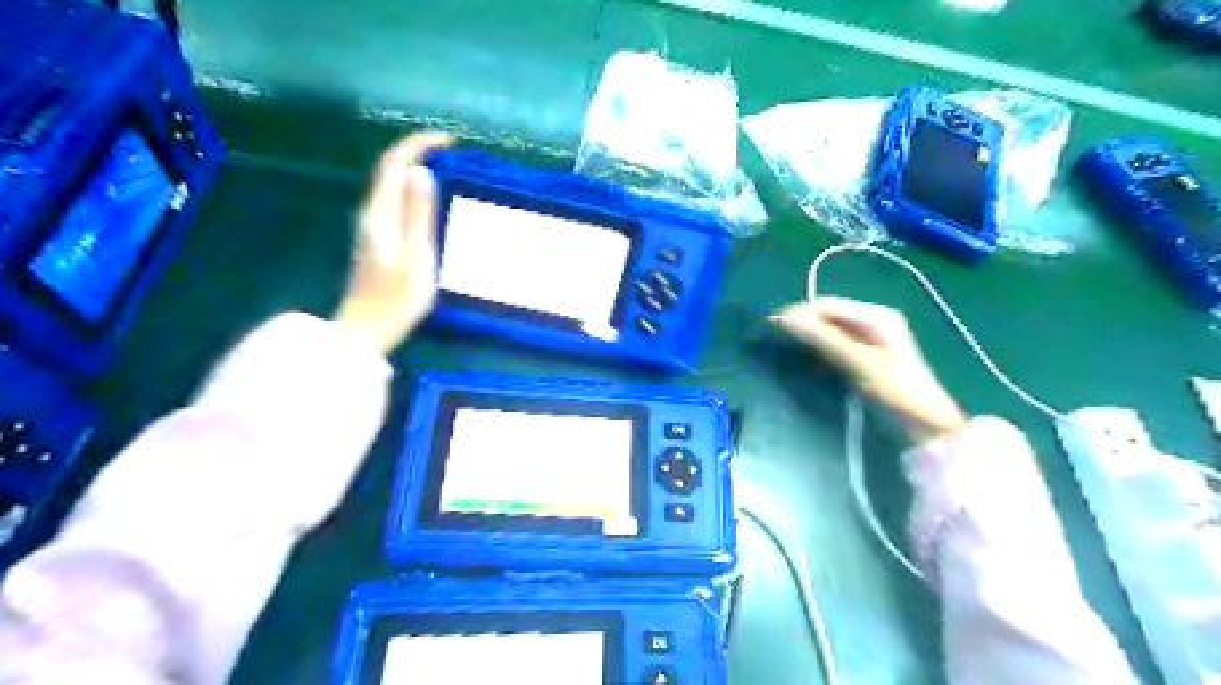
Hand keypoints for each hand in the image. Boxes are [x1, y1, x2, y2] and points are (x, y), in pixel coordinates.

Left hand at [331, 132, 449, 353]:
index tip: (449, 140)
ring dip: (417, 170)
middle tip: (454, 153)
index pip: (395, 164)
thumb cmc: (395, 298)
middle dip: (419, 152)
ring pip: (393, 185)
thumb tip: (422, 172)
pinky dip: (414, 191)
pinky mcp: (378, 239)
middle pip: (391, 170)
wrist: (366, 330)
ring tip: (448, 170)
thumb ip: (419, 214)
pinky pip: (396, 202)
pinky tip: (431, 201)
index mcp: (380, 213)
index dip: (418, 145)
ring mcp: (373, 227)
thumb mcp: (416, 256)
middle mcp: (372, 213)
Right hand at [776, 294, 969, 444]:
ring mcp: (871, 340)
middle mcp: (874, 321)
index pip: (827, 305)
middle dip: (800, 324)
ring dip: (807, 337)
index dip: (797, 313)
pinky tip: (805, 360)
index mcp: (876, 316)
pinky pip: (835, 345)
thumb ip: (823, 339)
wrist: (926, 429)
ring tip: (783, 347)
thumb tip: (784, 319)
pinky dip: (818, 350)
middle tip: (772, 337)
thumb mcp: (859, 364)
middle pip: (828, 316)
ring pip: (829, 331)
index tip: (769, 326)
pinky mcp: (867, 358)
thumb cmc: (895, 392)